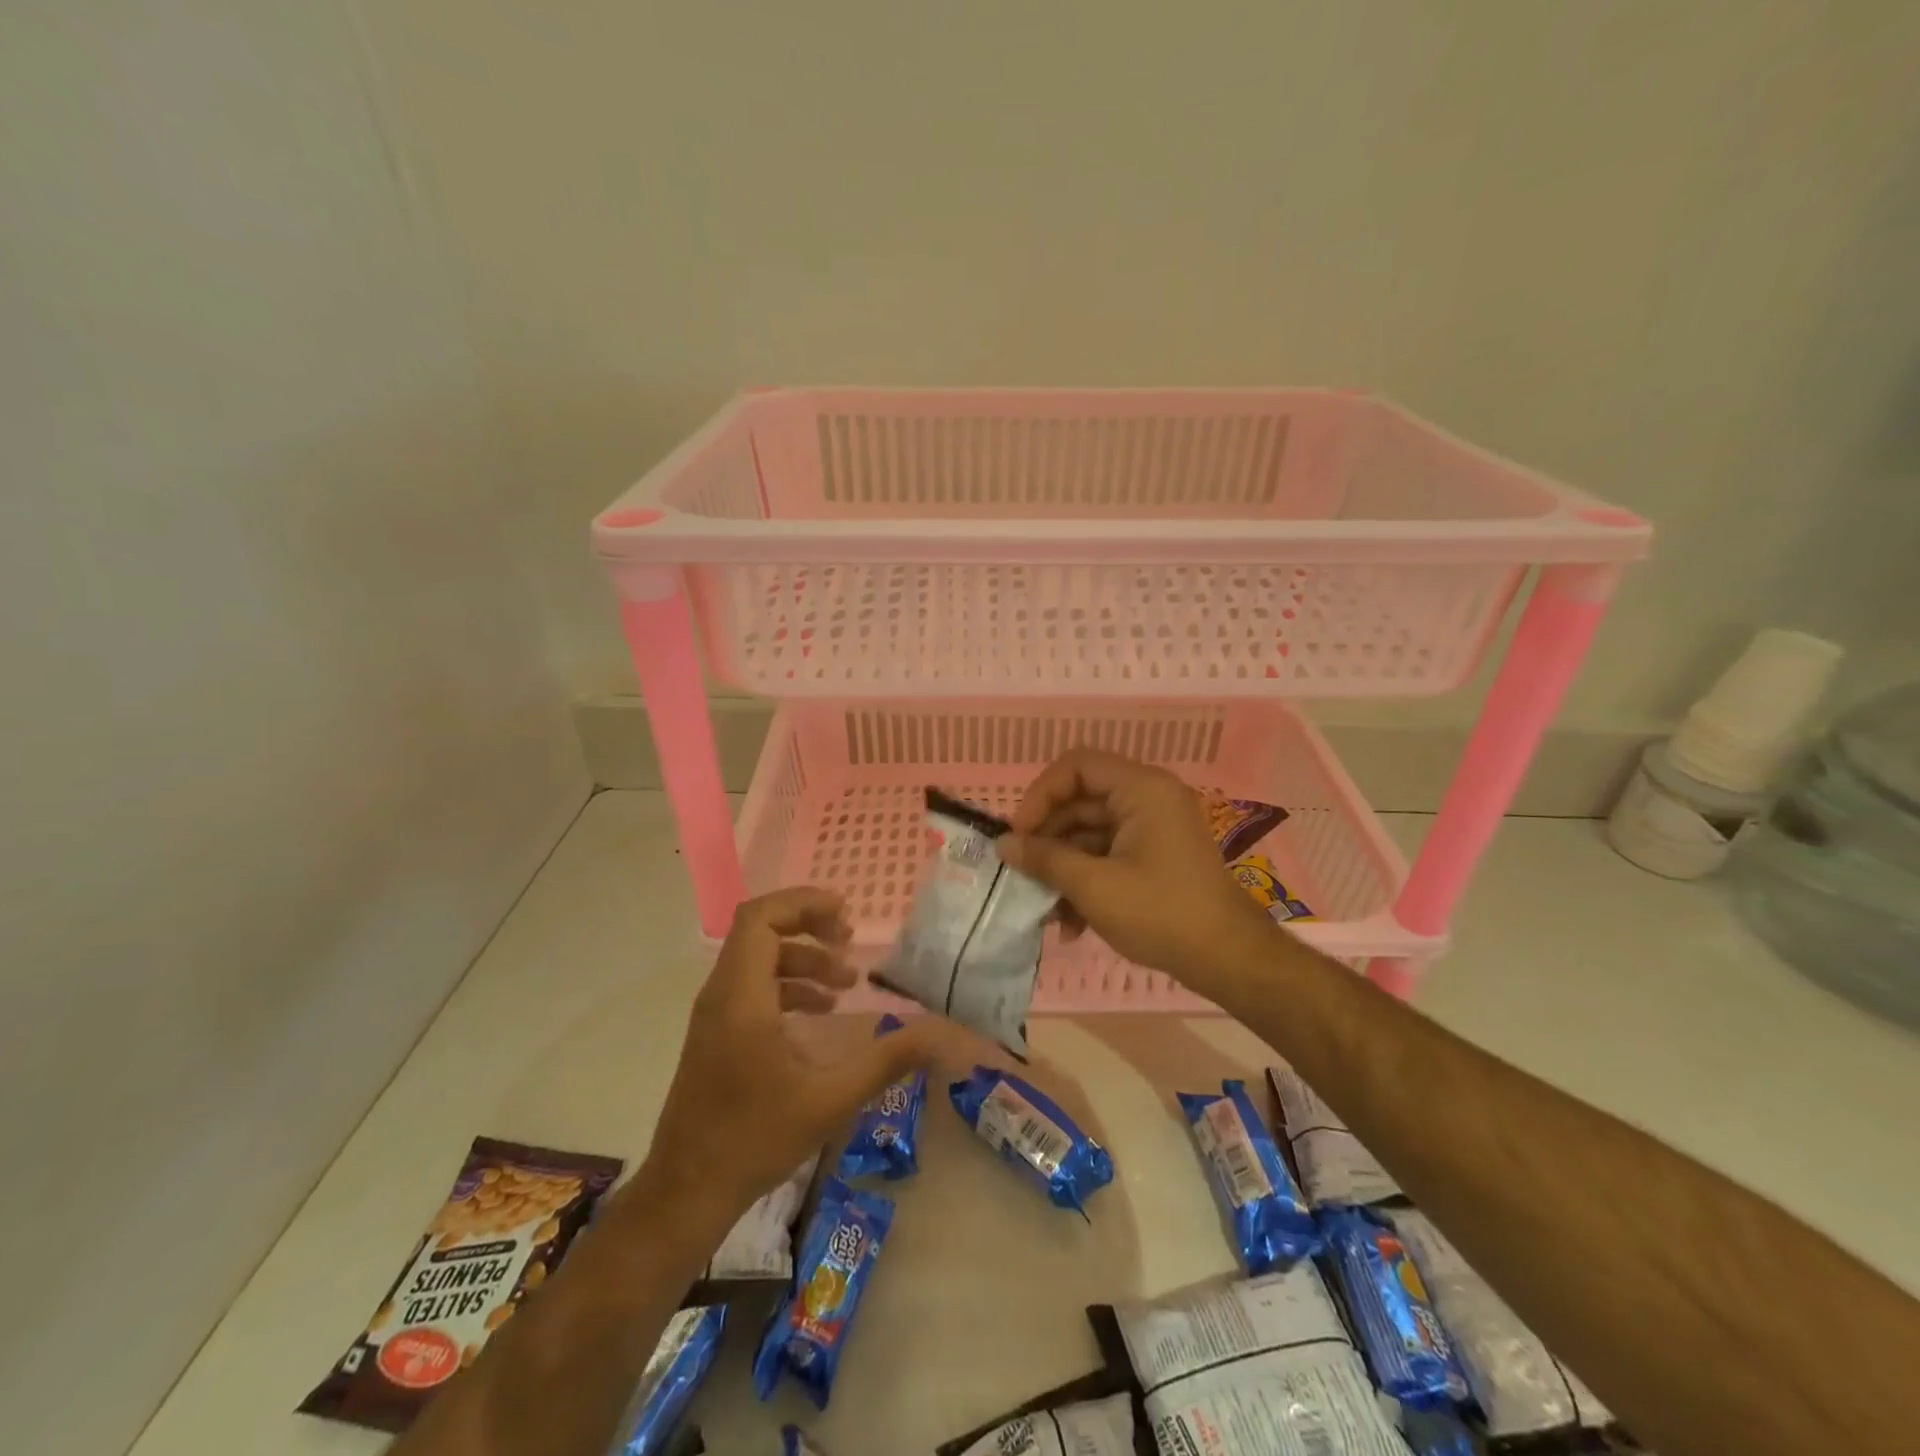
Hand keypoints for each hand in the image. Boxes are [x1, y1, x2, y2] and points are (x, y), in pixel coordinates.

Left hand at [644, 887, 978, 1222]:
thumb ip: (887, 1060)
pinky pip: (752, 986)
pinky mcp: (715, 1034)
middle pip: (760, 930)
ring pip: (757, 958)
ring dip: (802, 959)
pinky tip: (820, 1014)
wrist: (686, 1193)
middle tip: (849, 942)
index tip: (845, 914)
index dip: (803, 903)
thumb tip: (940, 1034)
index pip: (761, 918)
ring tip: (845, 984)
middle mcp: (721, 994)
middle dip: (809, 926)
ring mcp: (713, 1014)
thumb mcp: (831, 1099)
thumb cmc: (755, 1140)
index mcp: (741, 997)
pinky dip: (788, 985)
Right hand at [998, 748, 1275, 994]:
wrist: (1229, 960)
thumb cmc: (1161, 913)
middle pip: (1080, 802)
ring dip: (1063, 869)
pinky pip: (1108, 855)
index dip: (1040, 795)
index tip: (1020, 835)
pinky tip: (1070, 925)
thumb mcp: (1093, 886)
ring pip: (1090, 834)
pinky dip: (1086, 882)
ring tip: (1045, 912)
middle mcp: (1148, 798)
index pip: (1076, 766)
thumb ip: (1045, 859)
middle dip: (1048, 841)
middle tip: (1022, 875)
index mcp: (1141, 789)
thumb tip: (1003, 845)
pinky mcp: (1155, 857)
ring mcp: (1153, 829)